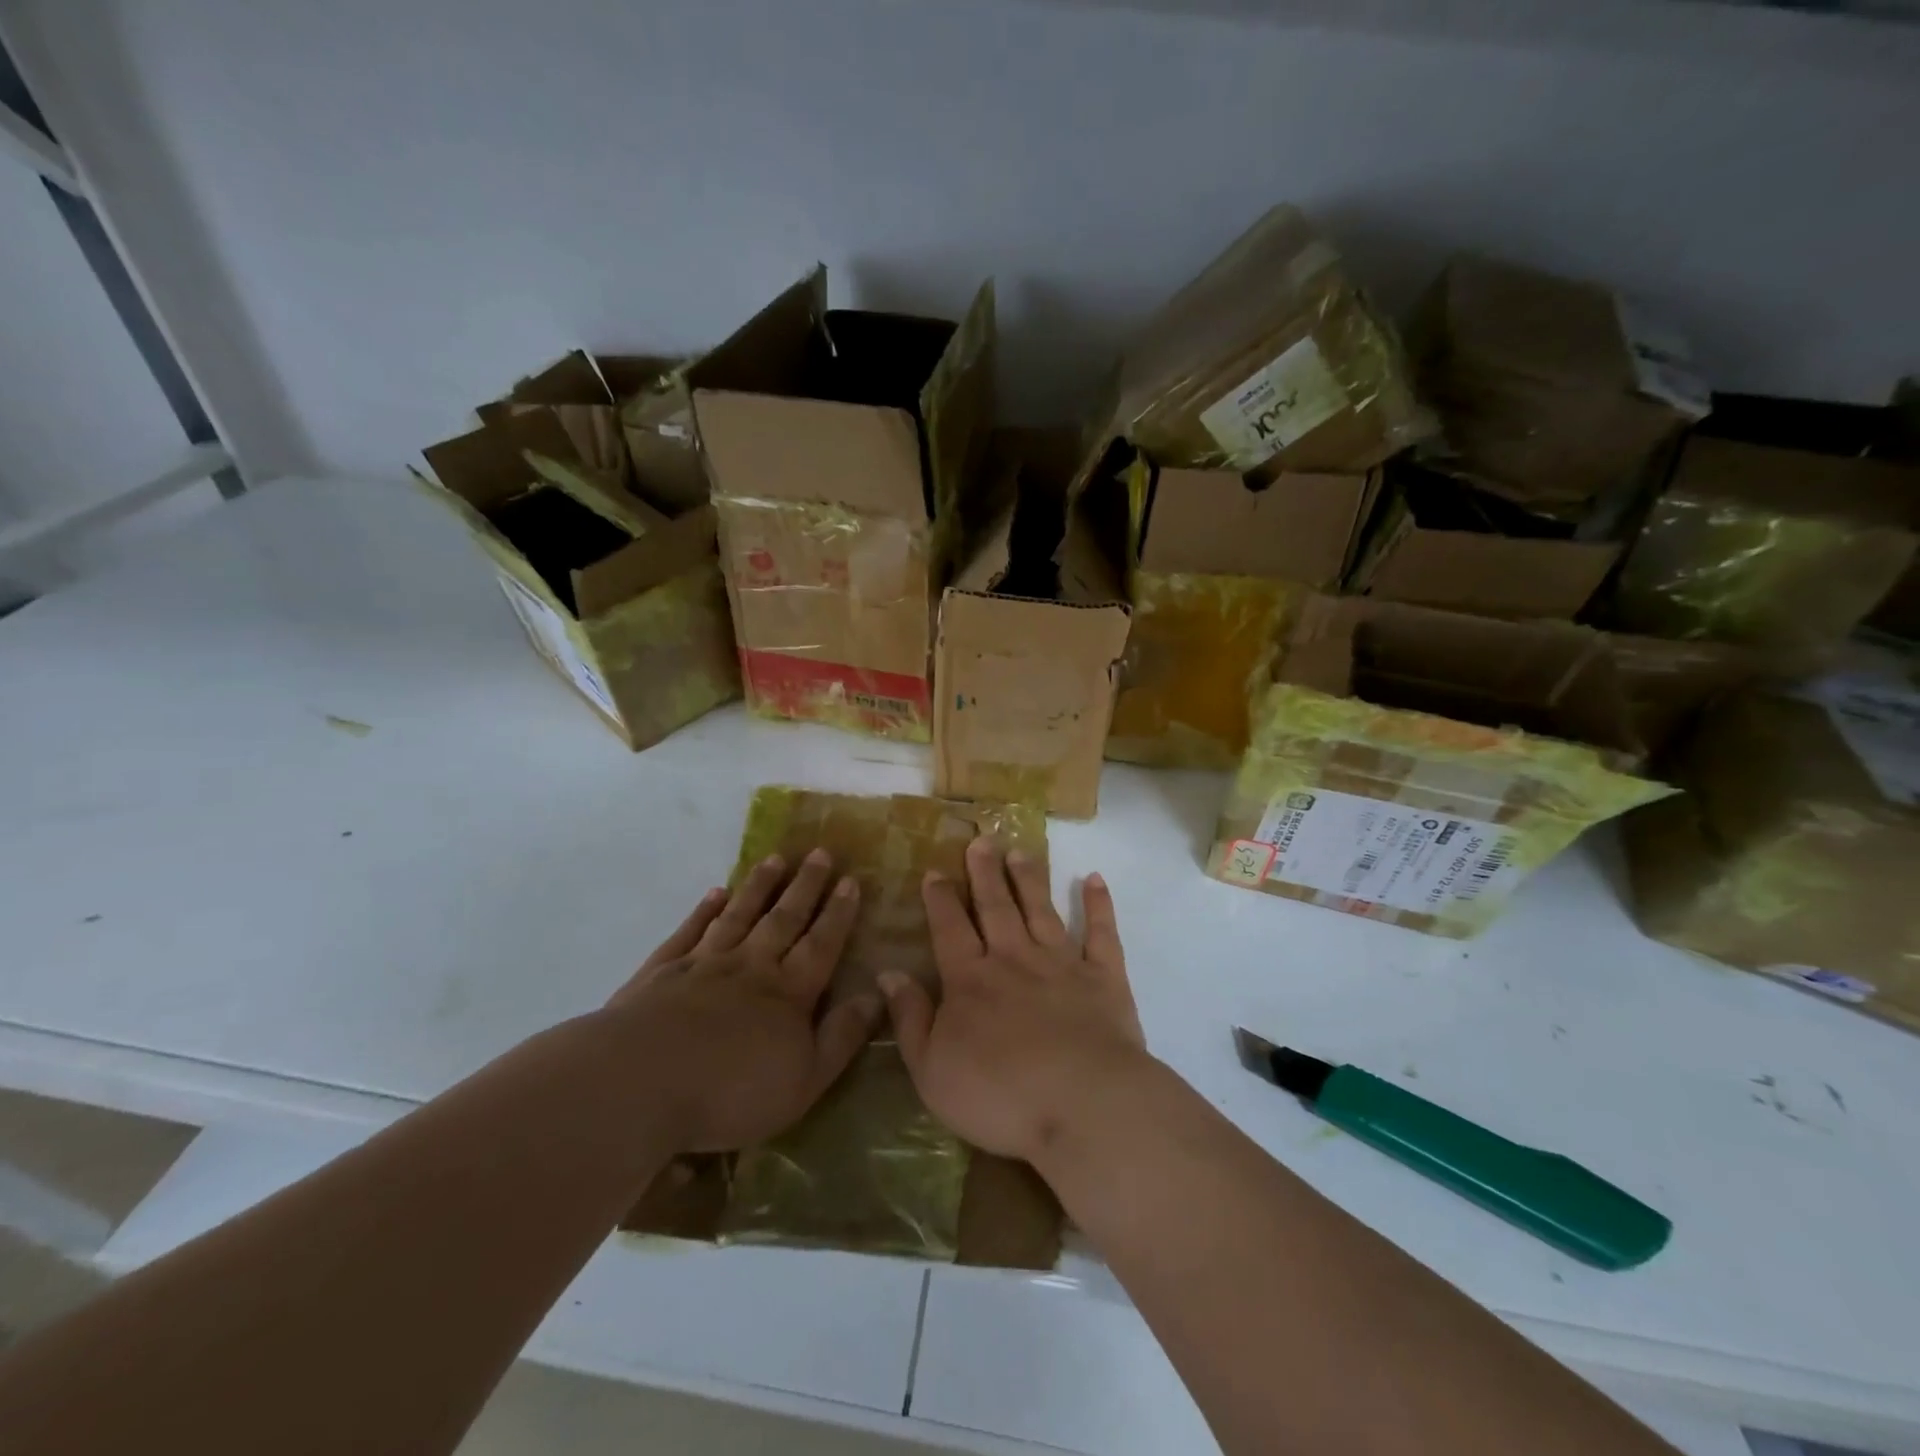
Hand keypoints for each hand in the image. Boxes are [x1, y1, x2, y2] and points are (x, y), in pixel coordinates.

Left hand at [606, 850, 881, 1153]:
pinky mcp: (662, 972)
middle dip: (805, 886)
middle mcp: (751, 966)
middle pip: (783, 919)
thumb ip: (842, 1036)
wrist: (640, 1083)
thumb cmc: (731, 1091)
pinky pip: (690, 931)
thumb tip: (877, 996)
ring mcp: (704, 964)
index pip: (821, 944)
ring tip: (775, 859)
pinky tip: (715, 893)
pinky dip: (704, 910)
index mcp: (788, 992)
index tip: (851, 879)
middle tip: (820, 852)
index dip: (838, 913)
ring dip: (760, 887)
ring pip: (739, 915)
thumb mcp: (804, 1079)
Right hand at [880, 837, 1147, 1165]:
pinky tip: (1095, 879)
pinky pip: (1101, 933)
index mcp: (970, 980)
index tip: (935, 871)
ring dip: (1029, 879)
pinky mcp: (1104, 978)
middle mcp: (1014, 959)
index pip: (950, 929)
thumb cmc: (999, 1095)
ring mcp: (1062, 964)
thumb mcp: (932, 1069)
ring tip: (1020, 851)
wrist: (1083, 1104)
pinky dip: (1099, 905)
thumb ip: (909, 1019)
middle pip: (995, 907)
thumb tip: (888, 973)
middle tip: (981, 840)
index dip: (940, 899)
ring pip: (1041, 910)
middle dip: (984, 873)